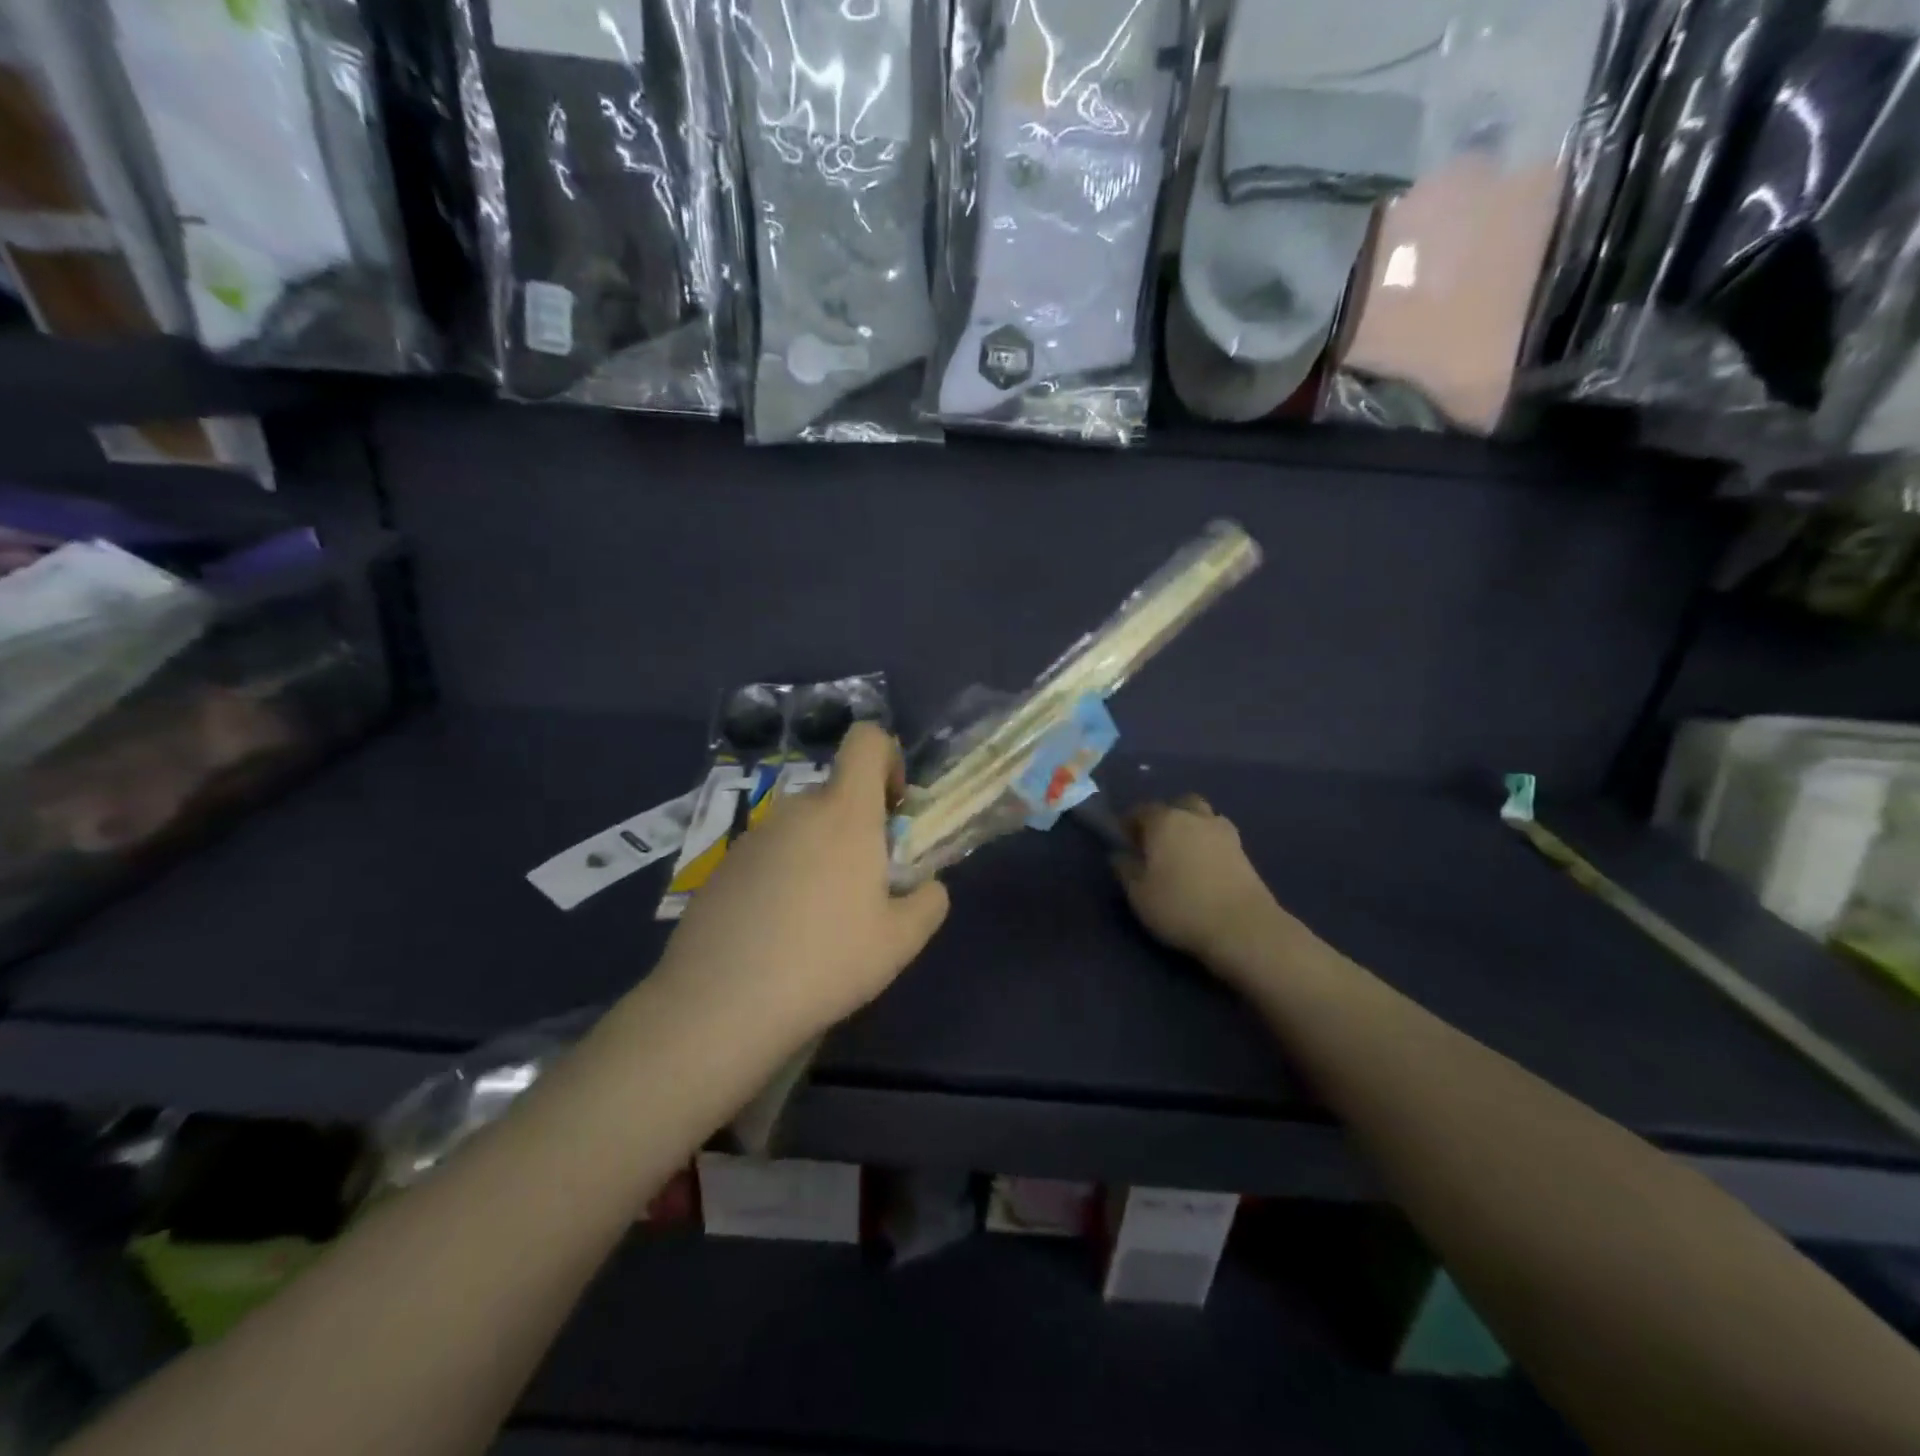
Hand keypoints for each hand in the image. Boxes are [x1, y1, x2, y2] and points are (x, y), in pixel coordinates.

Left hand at [656, 723, 949, 1036]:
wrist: (720, 1003)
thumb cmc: (826, 961)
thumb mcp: (901, 941)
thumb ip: (928, 901)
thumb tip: (926, 886)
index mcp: (845, 812)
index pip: (867, 740)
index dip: (889, 759)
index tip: (895, 810)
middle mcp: (796, 810)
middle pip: (837, 793)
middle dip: (859, 827)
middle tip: (865, 888)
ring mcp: (753, 836)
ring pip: (803, 827)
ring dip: (821, 854)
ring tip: (820, 920)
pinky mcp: (722, 865)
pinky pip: (769, 854)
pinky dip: (784, 876)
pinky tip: (778, 933)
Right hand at [1117, 796, 1286, 972]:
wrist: (1243, 927)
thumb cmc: (1180, 906)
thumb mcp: (1139, 894)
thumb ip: (1125, 869)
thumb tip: (1120, 854)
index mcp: (1164, 821)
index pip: (1141, 810)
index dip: (1129, 824)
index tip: (1124, 842)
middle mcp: (1195, 817)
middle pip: (1179, 805)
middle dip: (1166, 817)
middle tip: (1157, 843)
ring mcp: (1224, 832)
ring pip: (1203, 818)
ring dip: (1192, 828)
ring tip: (1184, 855)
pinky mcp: (1244, 852)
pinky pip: (1220, 838)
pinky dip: (1210, 845)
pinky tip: (1205, 867)